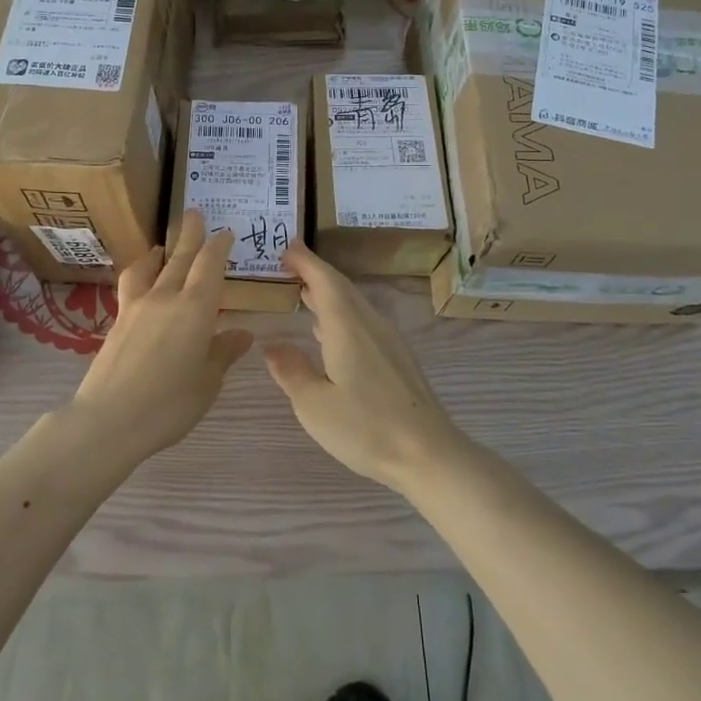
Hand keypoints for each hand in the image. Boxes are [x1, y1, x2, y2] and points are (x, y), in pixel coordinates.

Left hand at [66, 211, 252, 466]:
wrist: (108, 420)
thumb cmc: (169, 404)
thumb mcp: (207, 382)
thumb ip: (222, 353)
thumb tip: (241, 334)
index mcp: (196, 309)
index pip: (210, 265)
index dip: (219, 246)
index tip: (225, 233)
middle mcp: (166, 298)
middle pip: (180, 258)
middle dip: (190, 235)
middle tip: (194, 213)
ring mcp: (137, 307)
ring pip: (151, 268)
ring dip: (160, 252)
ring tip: (162, 246)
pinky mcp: (117, 321)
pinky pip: (132, 285)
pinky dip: (140, 273)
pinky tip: (141, 282)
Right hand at [264, 242, 468, 493]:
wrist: (429, 453)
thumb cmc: (366, 428)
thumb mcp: (314, 405)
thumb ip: (291, 371)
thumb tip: (271, 345)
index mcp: (347, 327)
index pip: (323, 280)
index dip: (305, 261)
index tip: (285, 247)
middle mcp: (369, 324)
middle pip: (341, 287)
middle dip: (315, 272)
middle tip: (288, 264)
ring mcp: (388, 340)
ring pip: (354, 304)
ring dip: (328, 293)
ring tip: (303, 294)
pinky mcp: (398, 358)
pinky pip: (363, 321)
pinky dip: (341, 314)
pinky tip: (329, 333)